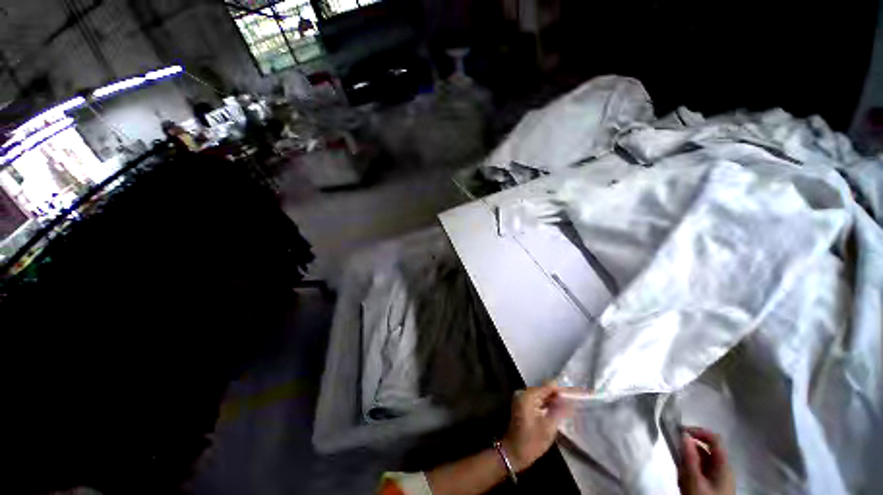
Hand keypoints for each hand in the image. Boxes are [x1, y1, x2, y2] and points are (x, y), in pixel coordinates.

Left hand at [501, 383, 573, 471]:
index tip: (576, 392)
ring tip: (570, 402)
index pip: (548, 386)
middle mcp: (524, 393)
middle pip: (545, 389)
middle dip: (559, 393)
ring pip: (542, 394)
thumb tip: (569, 400)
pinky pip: (538, 400)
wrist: (514, 452)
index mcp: (528, 395)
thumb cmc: (531, 441)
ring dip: (555, 399)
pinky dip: (548, 403)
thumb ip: (559, 410)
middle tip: (575, 397)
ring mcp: (523, 398)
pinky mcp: (524, 405)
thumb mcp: (549, 427)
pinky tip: (559, 408)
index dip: (563, 389)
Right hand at [678, 427, 734, 494]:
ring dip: (688, 462)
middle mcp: (724, 468)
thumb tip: (684, 435)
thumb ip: (689, 457)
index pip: (714, 438)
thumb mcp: (693, 480)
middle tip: (676, 456)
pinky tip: (683, 481)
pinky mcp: (714, 485)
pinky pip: (702, 471)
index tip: (680, 432)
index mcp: (723, 465)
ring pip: (702, 461)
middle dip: (689, 451)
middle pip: (706, 449)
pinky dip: (691, 471)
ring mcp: (720, 478)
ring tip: (679, 473)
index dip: (698, 431)